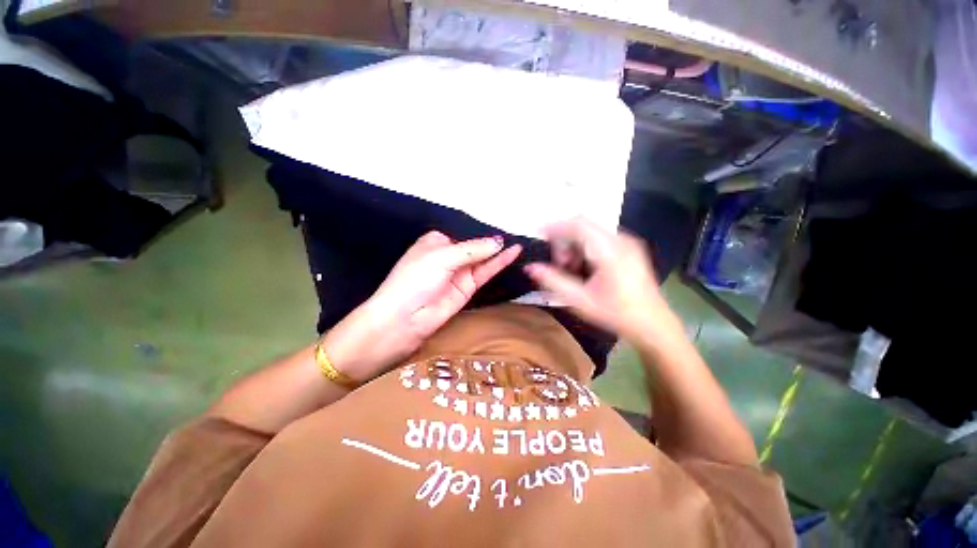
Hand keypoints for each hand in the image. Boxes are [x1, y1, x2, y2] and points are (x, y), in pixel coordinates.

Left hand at [324, 232, 521, 380]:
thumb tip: (499, 242)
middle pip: (475, 245)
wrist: (404, 319)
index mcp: (437, 241)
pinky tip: (513, 253)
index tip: (504, 222)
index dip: (482, 229)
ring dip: (500, 251)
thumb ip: (473, 249)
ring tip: (520, 242)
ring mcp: (460, 272)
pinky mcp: (468, 288)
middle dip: (493, 240)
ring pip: (483, 258)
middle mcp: (449, 255)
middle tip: (518, 231)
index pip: (464, 231)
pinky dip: (499, 263)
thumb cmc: (415, 279)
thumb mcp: (441, 257)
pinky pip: (486, 272)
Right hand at [524, 218, 681, 342]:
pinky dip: (585, 249)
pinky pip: (599, 239)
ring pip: (590, 232)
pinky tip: (584, 269)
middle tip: (559, 265)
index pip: (577, 224)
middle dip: (564, 241)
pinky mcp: (628, 248)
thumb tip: (530, 267)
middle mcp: (620, 240)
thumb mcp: (580, 300)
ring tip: (571, 270)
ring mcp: (627, 243)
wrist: (653, 324)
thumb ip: (553, 281)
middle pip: (583, 226)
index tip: (537, 234)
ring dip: (574, 246)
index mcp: (610, 250)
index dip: (555, 226)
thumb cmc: (616, 314)